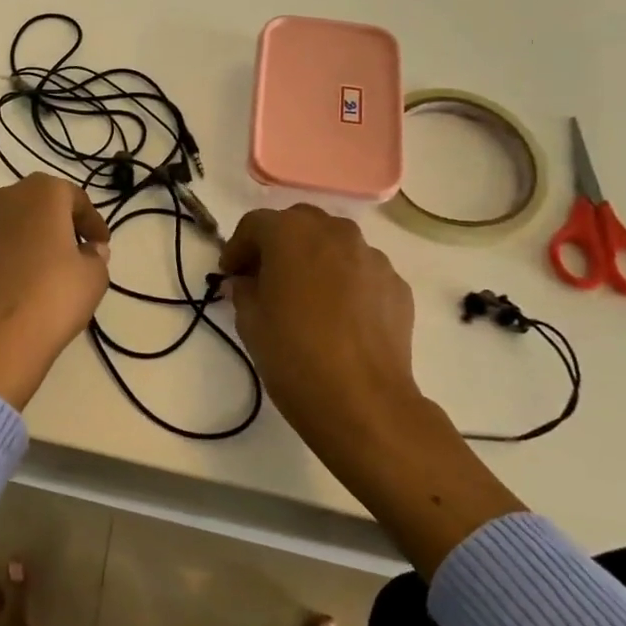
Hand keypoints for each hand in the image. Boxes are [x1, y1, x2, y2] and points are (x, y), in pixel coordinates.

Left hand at [0, 174, 111, 409]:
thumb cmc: (50, 300)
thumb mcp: (93, 278)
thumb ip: (96, 256)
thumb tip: (88, 250)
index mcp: (40, 194)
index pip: (73, 197)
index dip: (92, 221)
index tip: (101, 244)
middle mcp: (2, 199)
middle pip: (38, 204)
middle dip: (58, 224)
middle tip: (75, 252)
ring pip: (10, 224)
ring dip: (29, 240)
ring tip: (44, 272)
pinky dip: (6, 259)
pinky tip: (15, 287)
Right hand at [219, 205, 524, 577]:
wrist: (363, 401)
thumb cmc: (293, 354)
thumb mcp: (250, 320)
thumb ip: (243, 290)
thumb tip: (245, 282)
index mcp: (291, 233)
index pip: (255, 225)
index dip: (237, 248)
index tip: (229, 274)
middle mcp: (334, 233)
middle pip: (299, 224)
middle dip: (278, 244)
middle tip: (265, 277)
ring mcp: (371, 257)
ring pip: (334, 244)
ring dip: (314, 259)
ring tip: (305, 296)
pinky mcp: (396, 285)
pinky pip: (361, 271)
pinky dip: (344, 282)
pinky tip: (338, 316)